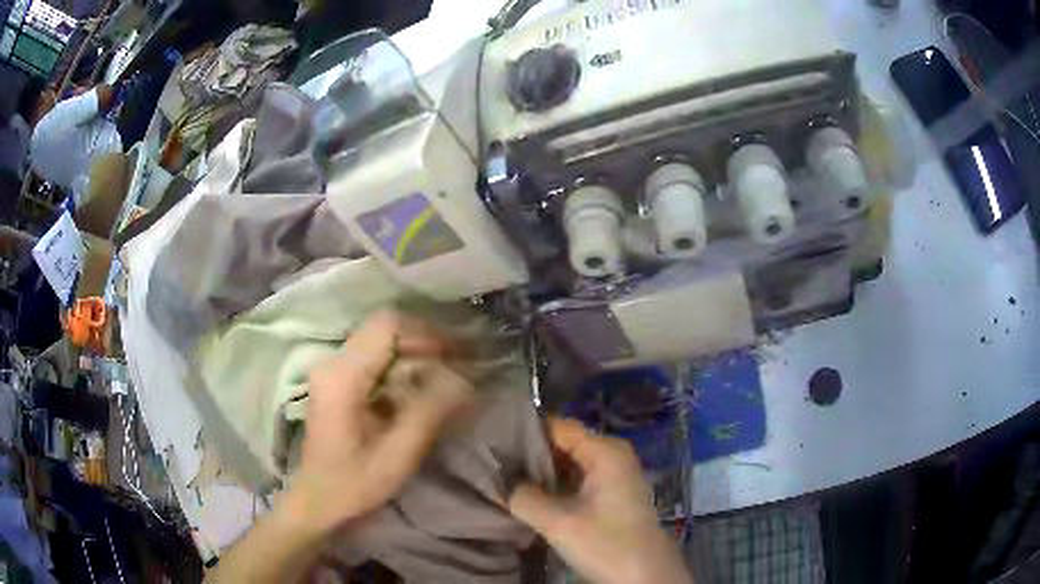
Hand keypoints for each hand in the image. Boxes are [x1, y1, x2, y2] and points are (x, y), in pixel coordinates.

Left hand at [285, 311, 473, 532]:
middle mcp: (333, 362)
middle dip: (424, 342)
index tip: (457, 356)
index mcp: (343, 376)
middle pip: (384, 329)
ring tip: (445, 376)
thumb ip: (431, 412)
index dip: (427, 335)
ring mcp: (332, 370)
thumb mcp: (398, 454)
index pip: (387, 327)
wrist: (318, 500)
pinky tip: (419, 389)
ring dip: (414, 353)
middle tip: (458, 364)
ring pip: (380, 341)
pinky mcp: (336, 381)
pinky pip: (373, 358)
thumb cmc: (355, 483)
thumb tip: (466, 379)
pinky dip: (401, 366)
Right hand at [508, 418, 692, 583]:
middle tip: (492, 464)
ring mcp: (613, 476)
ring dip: (539, 473)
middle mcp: (611, 455)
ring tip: (502, 478)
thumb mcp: (559, 522)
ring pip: (568, 464)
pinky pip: (576, 480)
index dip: (524, 431)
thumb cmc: (607, 544)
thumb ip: (523, 497)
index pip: (557, 426)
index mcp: (605, 451)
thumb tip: (498, 480)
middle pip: (563, 444)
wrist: (646, 577)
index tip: (491, 441)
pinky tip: (528, 496)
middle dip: (528, 454)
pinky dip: (553, 486)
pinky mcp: (611, 495)